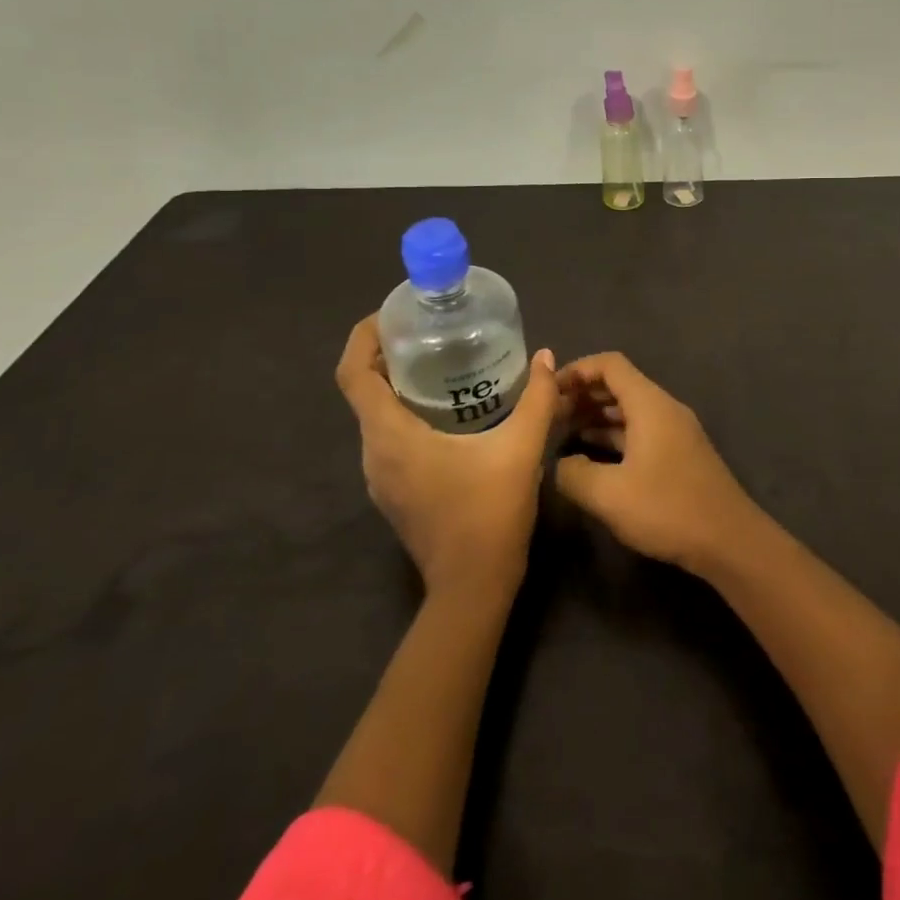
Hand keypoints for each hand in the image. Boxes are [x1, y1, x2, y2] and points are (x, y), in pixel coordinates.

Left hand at [336, 315, 559, 601]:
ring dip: (396, 385)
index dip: (364, 337)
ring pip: (375, 416)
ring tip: (440, 362)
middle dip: (387, 354)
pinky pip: (387, 438)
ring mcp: (380, 477)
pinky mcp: (393, 491)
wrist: (473, 585)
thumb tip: (546, 356)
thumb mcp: (521, 447)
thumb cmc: (490, 511)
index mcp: (391, 436)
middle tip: (428, 331)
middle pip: (363, 391)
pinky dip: (404, 412)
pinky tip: (448, 410)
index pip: (353, 374)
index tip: (392, 314)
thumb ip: (538, 398)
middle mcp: (373, 453)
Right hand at [554, 352, 759, 573]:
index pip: (610, 365)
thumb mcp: (608, 495)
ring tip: (562, 433)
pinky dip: (613, 436)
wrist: (729, 540)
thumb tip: (559, 463)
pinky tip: (591, 456)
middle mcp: (664, 408)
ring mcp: (674, 431)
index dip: (576, 370)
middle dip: (583, 394)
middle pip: (619, 384)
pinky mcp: (679, 454)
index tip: (548, 390)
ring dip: (597, 416)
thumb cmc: (667, 509)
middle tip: (549, 415)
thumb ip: (573, 473)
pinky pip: (640, 431)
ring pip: (629, 410)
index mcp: (649, 404)